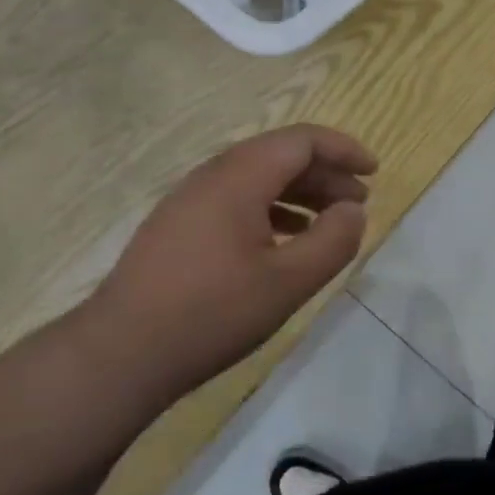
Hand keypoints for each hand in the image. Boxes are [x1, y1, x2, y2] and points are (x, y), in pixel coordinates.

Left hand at [81, 125, 375, 405]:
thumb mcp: (288, 282)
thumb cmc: (212, 313)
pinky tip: (285, 242)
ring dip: (299, 193)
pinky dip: (271, 210)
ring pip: (257, 179)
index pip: (301, 140)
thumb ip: (332, 241)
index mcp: (239, 177)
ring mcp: (189, 200)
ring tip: (329, 223)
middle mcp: (212, 176)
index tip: (374, 172)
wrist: (120, 353)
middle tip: (358, 203)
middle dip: (325, 174)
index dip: (343, 149)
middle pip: (279, 155)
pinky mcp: (177, 226)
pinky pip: (235, 200)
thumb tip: (353, 211)